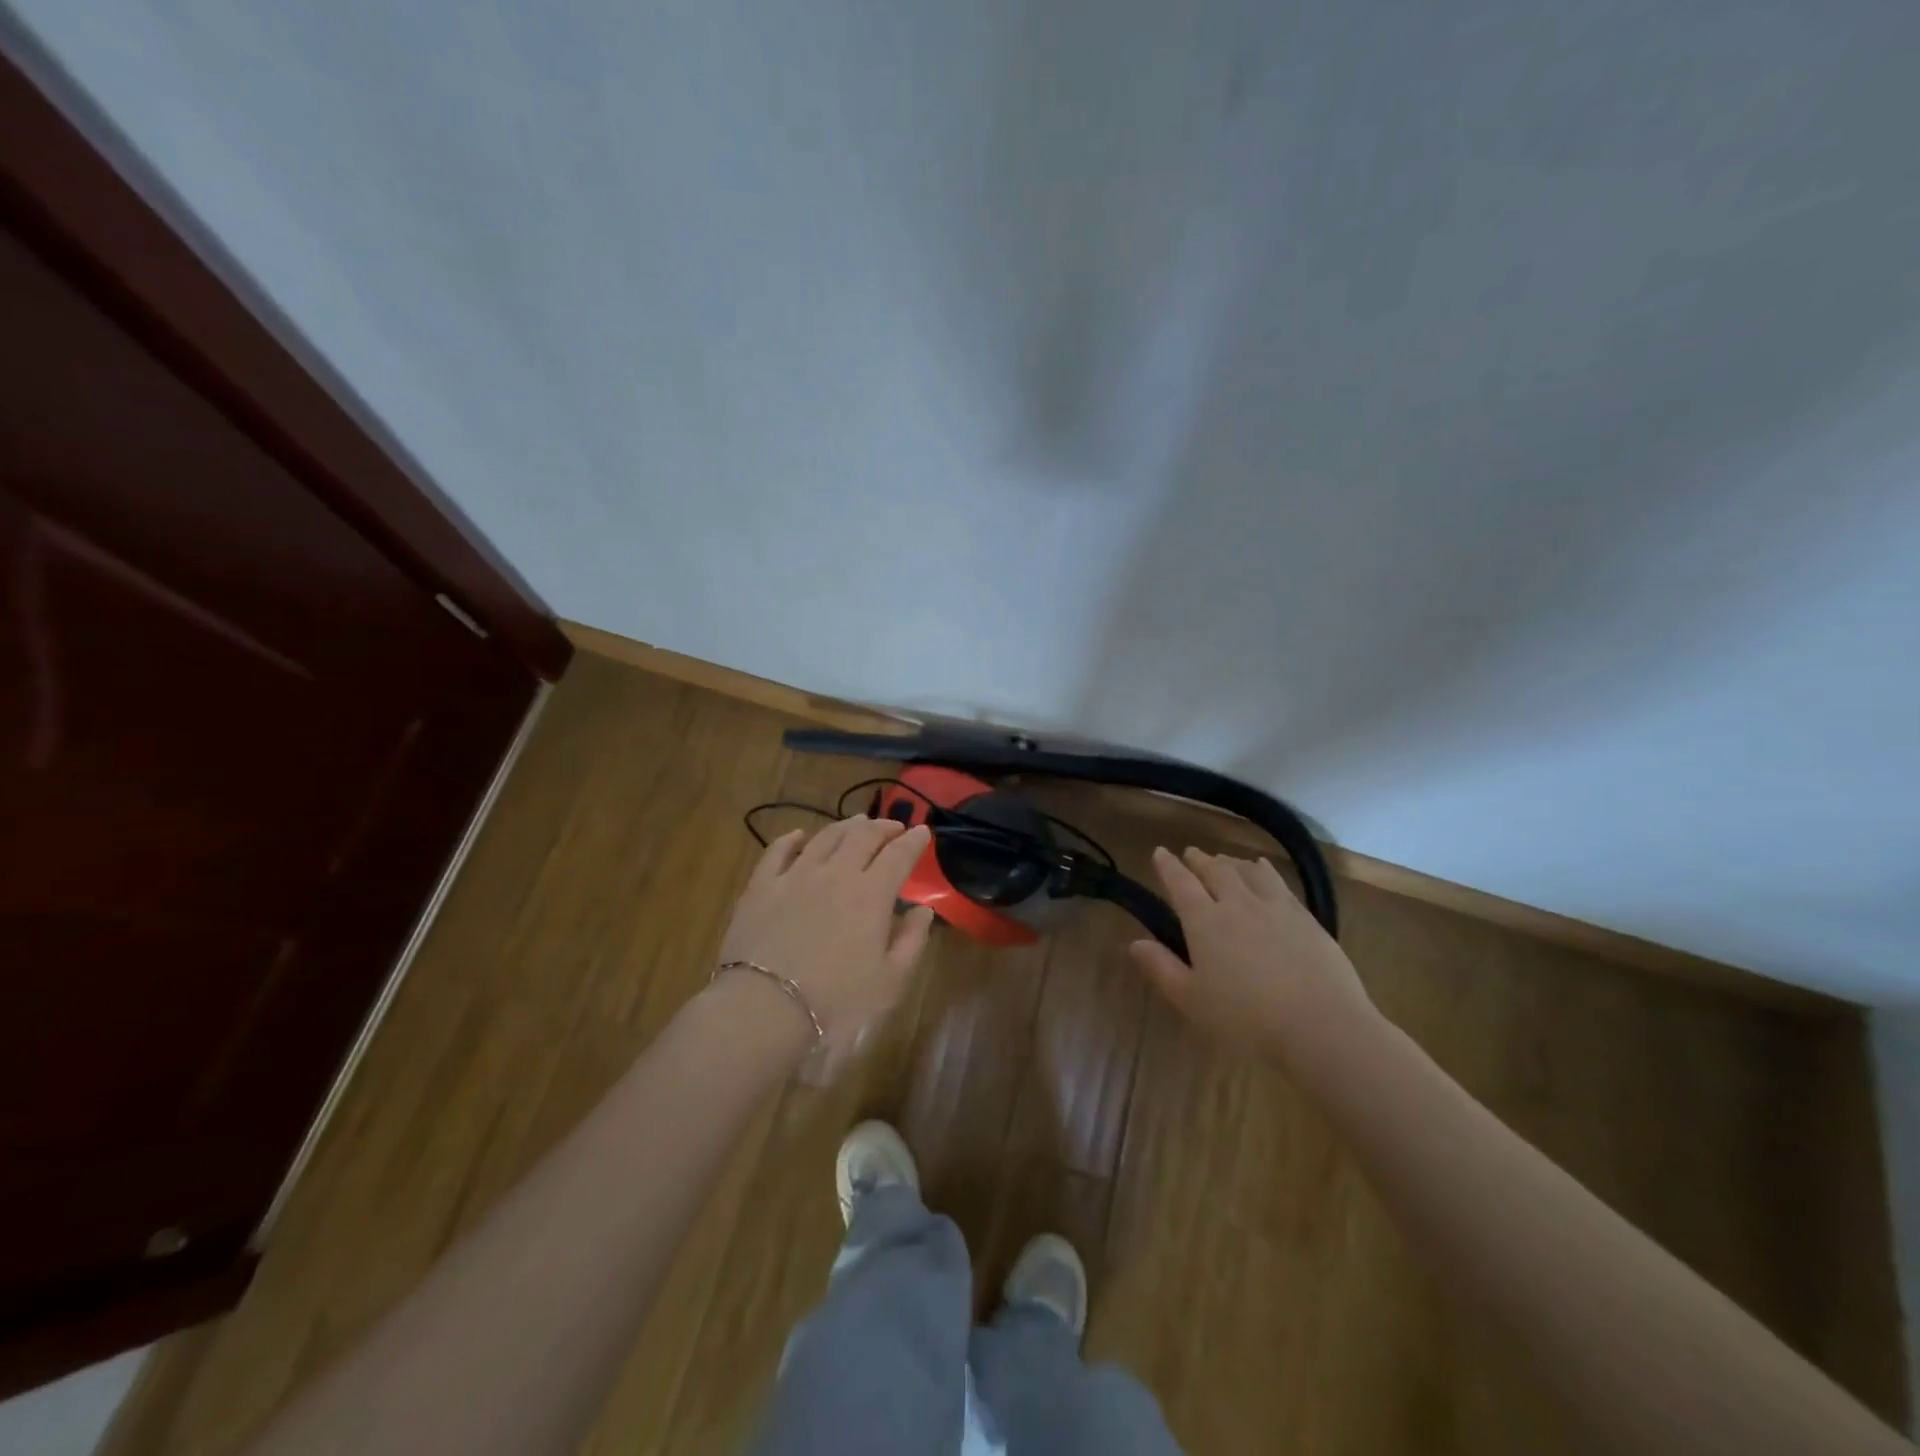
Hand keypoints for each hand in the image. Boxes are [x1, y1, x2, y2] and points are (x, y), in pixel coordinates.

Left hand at [717, 816, 935, 1073]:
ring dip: (845, 826)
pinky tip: (799, 836)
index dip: (913, 841)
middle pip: (862, 837)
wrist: (763, 1010)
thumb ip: (911, 941)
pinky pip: (777, 851)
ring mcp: (795, 876)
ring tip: (856, 823)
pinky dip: (792, 838)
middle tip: (893, 826)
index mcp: (872, 895)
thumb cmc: (835, 1003)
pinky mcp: (761, 887)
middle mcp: (836, 874)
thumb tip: (923, 910)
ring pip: (824, 837)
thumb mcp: (889, 982)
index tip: (923, 832)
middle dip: (882, 827)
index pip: (898, 856)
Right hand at [1128, 846, 1375, 1066]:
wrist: (1321, 1026)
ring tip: (1224, 860)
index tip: (1159, 852)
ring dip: (1231, 862)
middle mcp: (1237, 904)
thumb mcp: (1192, 1000)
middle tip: (1190, 854)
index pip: (1180, 884)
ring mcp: (1274, 907)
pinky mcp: (1304, 917)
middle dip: (1199, 860)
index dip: (1168, 867)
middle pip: (1215, 871)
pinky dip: (1264, 870)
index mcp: (1204, 922)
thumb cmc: (1246, 1019)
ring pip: (1247, 871)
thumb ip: (1162, 968)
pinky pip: (1278, 882)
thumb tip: (1134, 943)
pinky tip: (1263, 869)